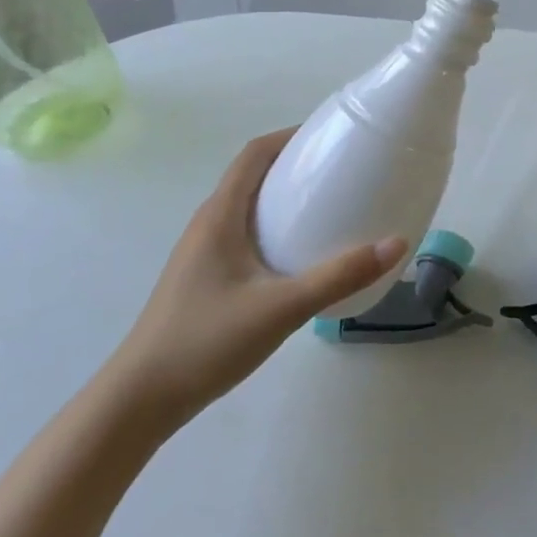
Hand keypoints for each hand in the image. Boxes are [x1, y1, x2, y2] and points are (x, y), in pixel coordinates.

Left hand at [104, 129, 408, 431]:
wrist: (140, 401)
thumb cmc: (205, 341)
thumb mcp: (281, 308)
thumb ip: (339, 276)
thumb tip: (396, 242)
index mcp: (220, 215)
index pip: (254, 153)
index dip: (290, 136)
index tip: (331, 136)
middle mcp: (208, 223)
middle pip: (253, 175)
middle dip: (296, 165)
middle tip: (342, 171)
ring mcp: (202, 252)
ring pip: (249, 207)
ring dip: (285, 197)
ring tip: (329, 207)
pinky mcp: (204, 277)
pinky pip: (244, 234)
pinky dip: (275, 227)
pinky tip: (299, 256)